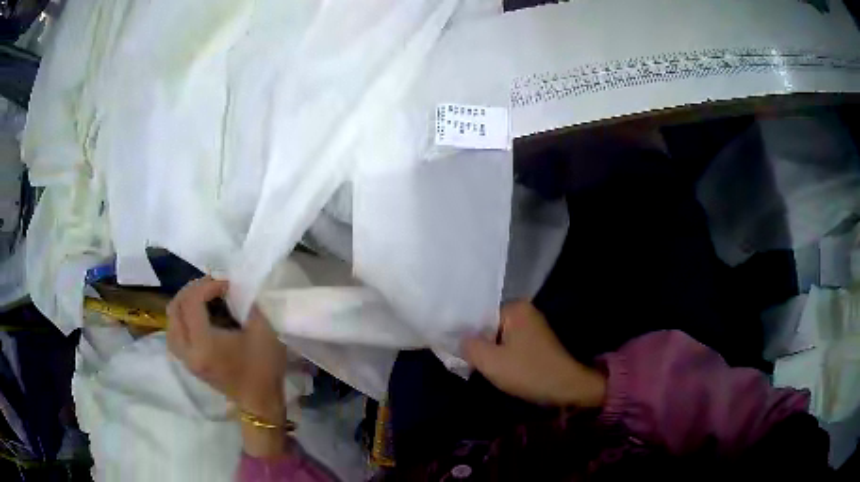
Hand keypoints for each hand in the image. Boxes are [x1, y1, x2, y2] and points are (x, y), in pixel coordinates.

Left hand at [166, 277, 288, 423]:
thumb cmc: (263, 369)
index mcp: (204, 344)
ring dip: (183, 304)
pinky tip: (197, 317)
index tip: (226, 284)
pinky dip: (181, 319)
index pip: (191, 302)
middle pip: (175, 308)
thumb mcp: (264, 332)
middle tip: (212, 287)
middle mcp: (188, 351)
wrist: (260, 403)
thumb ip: (250, 304)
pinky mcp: (189, 364)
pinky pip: (174, 334)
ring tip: (202, 299)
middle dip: (192, 291)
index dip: (207, 285)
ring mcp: (186, 359)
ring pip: (171, 322)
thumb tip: (238, 287)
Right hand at [463, 301, 605, 406]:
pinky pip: (511, 345)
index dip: (467, 337)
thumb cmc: (528, 372)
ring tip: (486, 369)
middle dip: (480, 346)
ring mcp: (533, 327)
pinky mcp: (537, 342)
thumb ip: (469, 346)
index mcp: (515, 308)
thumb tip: (459, 338)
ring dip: (492, 354)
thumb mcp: (491, 362)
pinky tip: (501, 371)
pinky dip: (504, 357)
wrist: (567, 387)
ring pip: (499, 339)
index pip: (479, 317)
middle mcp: (525, 312)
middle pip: (489, 327)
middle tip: (472, 365)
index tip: (460, 355)